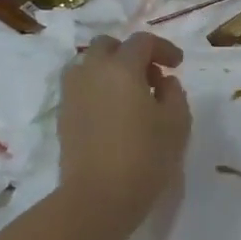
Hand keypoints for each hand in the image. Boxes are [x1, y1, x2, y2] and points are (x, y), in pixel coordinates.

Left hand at [57, 33, 191, 239]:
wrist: (97, 197)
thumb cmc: (145, 156)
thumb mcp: (177, 122)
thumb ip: (174, 93)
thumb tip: (163, 82)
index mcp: (121, 67)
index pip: (142, 42)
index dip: (163, 48)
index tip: (177, 65)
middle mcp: (92, 72)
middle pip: (107, 45)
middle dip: (130, 53)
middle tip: (150, 75)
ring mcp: (72, 94)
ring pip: (87, 65)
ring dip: (108, 69)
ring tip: (128, 93)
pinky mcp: (63, 117)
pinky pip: (80, 88)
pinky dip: (97, 89)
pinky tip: (113, 112)